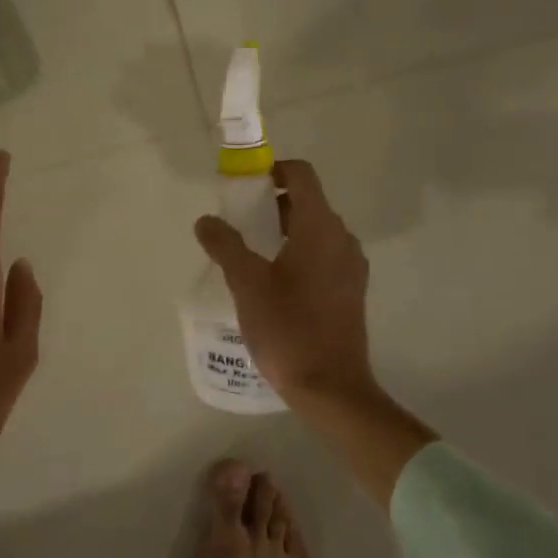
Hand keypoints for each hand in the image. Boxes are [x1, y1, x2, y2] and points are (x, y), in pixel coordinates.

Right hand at [195, 160, 433, 503]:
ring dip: (284, 231)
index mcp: (320, 228)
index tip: (245, 186)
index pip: (301, 175)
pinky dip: (299, 253)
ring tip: (251, 255)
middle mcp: (342, 239)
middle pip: (307, 202)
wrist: (331, 387)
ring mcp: (351, 266)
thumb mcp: (247, 284)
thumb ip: (225, 245)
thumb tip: (206, 220)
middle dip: (272, 204)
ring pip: (315, 231)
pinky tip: (274, 282)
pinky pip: (324, 255)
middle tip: (239, 224)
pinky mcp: (351, 290)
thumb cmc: (288, 328)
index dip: (273, 169)